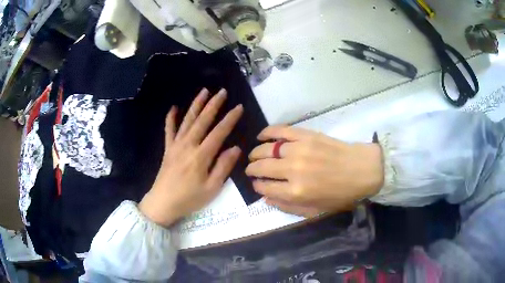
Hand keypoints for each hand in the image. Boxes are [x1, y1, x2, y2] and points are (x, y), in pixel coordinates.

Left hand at [139, 88, 242, 226]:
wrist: (162, 204)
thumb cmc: (189, 199)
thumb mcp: (212, 188)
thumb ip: (223, 167)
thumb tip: (236, 148)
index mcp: (201, 156)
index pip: (219, 133)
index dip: (230, 119)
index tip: (239, 107)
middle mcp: (188, 145)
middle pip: (202, 121)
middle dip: (213, 105)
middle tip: (222, 91)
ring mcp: (176, 145)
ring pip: (187, 120)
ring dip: (196, 105)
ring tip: (204, 91)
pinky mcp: (167, 149)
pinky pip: (168, 130)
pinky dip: (170, 118)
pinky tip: (173, 108)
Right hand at [246, 126, 383, 216]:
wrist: (362, 170)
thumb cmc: (341, 194)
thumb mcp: (316, 210)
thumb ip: (288, 206)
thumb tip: (265, 197)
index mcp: (296, 192)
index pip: (265, 187)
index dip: (257, 186)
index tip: (256, 184)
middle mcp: (293, 170)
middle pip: (262, 167)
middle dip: (252, 169)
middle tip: (251, 169)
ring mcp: (299, 150)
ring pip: (267, 149)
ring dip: (256, 153)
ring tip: (254, 155)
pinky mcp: (306, 135)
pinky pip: (281, 131)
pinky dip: (268, 132)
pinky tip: (261, 136)